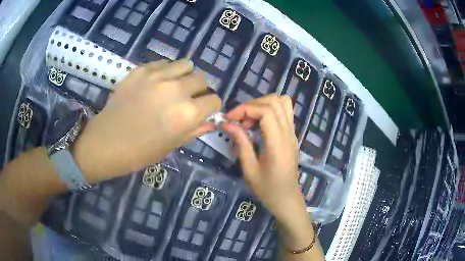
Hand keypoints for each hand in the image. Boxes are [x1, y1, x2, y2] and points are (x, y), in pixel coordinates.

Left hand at [73, 59, 220, 182]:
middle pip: (202, 79)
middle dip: (199, 90)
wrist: (106, 142)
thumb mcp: (171, 146)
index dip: (210, 107)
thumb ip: (194, 130)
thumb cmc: (140, 152)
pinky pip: (163, 63)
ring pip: (185, 64)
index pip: (214, 100)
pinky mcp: (141, 70)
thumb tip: (209, 121)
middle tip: (187, 99)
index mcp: (187, 114)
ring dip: (184, 75)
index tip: (202, 111)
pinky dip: (166, 71)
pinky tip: (156, 83)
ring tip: (174, 86)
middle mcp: (176, 90)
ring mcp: (157, 76)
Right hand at [222, 94, 303, 220]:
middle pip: (275, 101)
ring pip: (282, 102)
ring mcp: (293, 133)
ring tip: (249, 120)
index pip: (266, 111)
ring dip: (262, 104)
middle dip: (252, 104)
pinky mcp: (292, 134)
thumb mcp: (249, 169)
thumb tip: (227, 124)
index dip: (245, 109)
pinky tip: (259, 124)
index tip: (229, 118)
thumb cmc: (267, 189)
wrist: (286, 198)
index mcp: (278, 143)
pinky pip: (284, 111)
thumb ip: (240, 143)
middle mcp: (289, 133)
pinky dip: (269, 110)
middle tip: (239, 121)